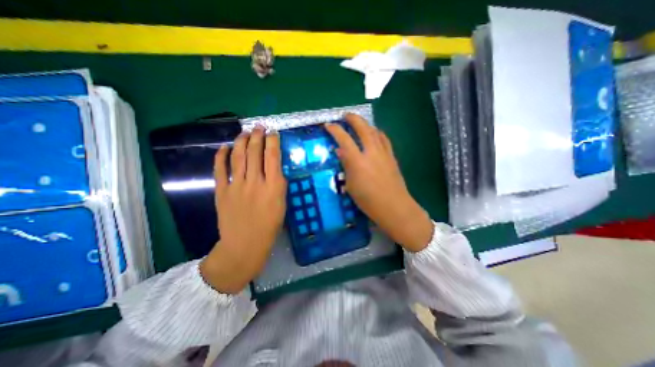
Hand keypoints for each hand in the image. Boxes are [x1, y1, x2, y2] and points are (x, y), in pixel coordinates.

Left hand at [200, 128, 286, 293]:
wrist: (244, 245)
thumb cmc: (269, 226)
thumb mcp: (282, 204)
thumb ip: (278, 185)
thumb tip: (274, 170)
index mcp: (273, 187)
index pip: (273, 157)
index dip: (273, 142)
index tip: (273, 133)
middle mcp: (255, 182)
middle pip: (255, 153)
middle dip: (257, 136)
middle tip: (259, 127)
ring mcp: (236, 186)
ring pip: (238, 157)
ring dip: (241, 142)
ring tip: (245, 132)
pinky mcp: (222, 191)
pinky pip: (220, 169)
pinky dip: (221, 156)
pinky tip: (224, 147)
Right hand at [325, 113, 432, 251]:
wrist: (394, 206)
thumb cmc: (368, 201)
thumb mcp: (351, 185)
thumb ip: (346, 166)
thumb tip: (341, 151)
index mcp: (358, 161)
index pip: (344, 139)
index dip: (335, 130)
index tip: (328, 125)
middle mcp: (371, 152)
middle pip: (362, 128)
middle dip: (353, 119)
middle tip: (345, 115)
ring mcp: (384, 153)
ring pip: (374, 131)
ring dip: (365, 124)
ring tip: (359, 122)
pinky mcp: (392, 156)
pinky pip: (384, 139)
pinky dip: (377, 133)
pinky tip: (375, 133)